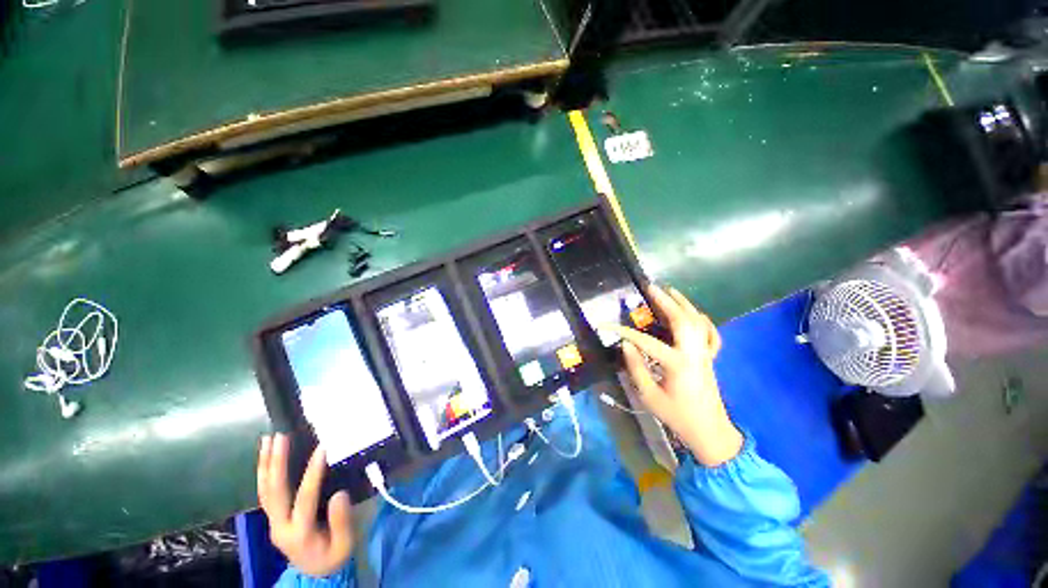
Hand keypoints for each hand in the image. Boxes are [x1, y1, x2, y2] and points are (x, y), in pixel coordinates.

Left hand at [257, 434, 353, 576]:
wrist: (314, 575)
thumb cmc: (333, 557)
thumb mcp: (344, 545)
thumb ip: (342, 522)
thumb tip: (339, 494)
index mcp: (299, 533)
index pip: (304, 499)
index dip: (313, 473)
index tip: (322, 449)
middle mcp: (279, 526)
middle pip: (273, 492)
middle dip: (276, 463)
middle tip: (280, 437)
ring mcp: (273, 521)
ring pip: (264, 490)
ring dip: (265, 464)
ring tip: (267, 440)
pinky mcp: (273, 517)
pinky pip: (265, 492)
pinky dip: (264, 472)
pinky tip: (266, 456)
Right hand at [610, 285, 742, 466]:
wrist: (709, 431)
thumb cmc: (678, 416)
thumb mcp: (650, 396)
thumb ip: (636, 368)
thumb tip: (626, 345)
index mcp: (677, 363)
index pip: (645, 341)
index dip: (623, 331)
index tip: (606, 325)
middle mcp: (693, 352)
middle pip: (681, 320)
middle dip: (665, 301)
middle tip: (651, 288)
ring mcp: (705, 353)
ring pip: (697, 321)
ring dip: (684, 304)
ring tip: (671, 291)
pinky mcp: (710, 357)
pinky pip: (711, 333)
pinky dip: (703, 321)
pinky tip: (695, 314)